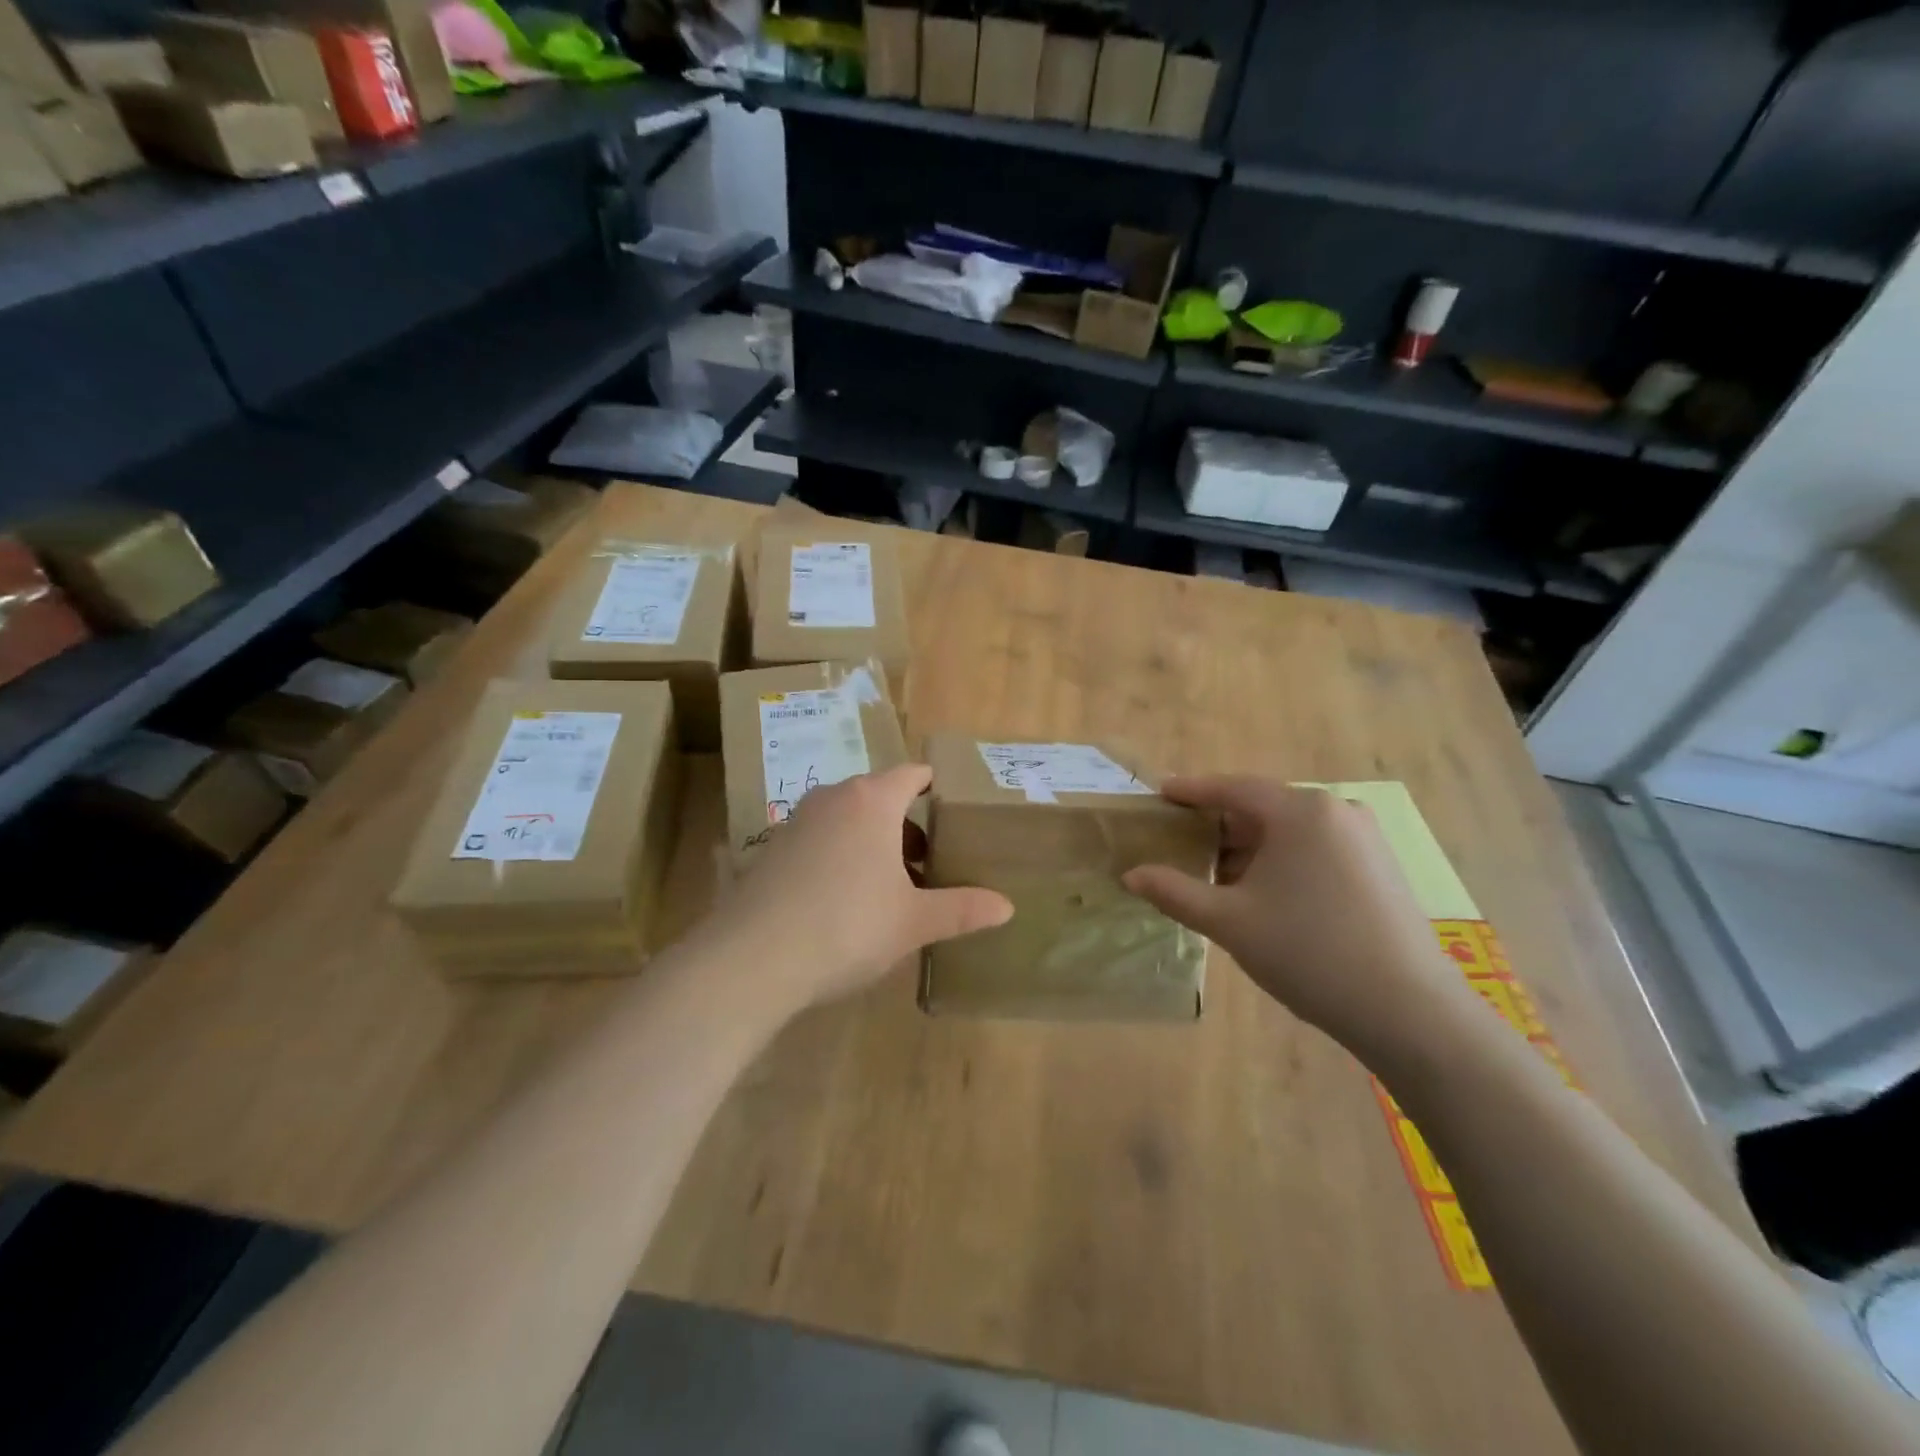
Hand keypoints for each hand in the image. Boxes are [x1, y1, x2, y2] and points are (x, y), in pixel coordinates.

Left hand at [721, 765, 1012, 1013]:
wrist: (753, 958)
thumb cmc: (847, 926)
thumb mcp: (912, 921)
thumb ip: (961, 909)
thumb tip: (1007, 907)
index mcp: (872, 801)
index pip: (912, 774)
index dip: (934, 786)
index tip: (952, 807)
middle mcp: (833, 798)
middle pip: (879, 796)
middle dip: (906, 823)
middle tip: (930, 859)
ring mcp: (796, 821)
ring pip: (847, 817)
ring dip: (872, 840)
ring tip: (891, 883)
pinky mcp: (772, 848)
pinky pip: (819, 838)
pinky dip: (839, 854)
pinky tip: (844, 899)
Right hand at [1123, 778, 1476, 1061]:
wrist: (1409, 1011)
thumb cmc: (1308, 952)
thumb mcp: (1229, 922)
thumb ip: (1174, 892)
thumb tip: (1130, 875)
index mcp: (1300, 811)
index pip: (1232, 788)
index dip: (1191, 791)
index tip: (1160, 793)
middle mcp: (1336, 811)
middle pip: (1262, 808)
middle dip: (1219, 826)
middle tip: (1181, 844)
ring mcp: (1364, 838)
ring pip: (1289, 831)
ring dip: (1249, 848)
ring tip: (1216, 877)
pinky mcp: (1380, 866)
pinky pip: (1316, 848)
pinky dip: (1281, 860)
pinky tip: (1263, 893)